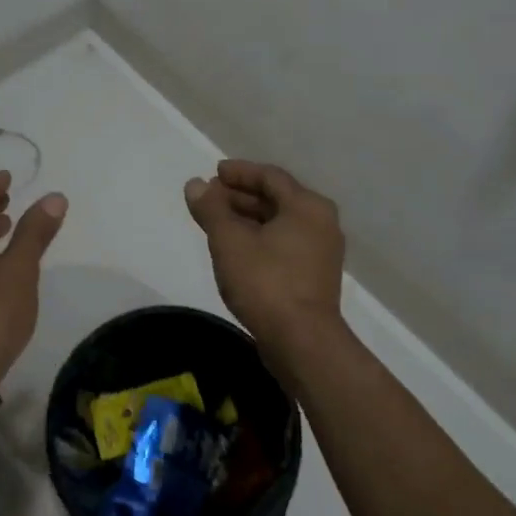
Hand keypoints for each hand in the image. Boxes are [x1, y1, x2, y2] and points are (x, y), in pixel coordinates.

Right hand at [185, 161, 344, 354]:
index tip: (214, 173)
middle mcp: (321, 223)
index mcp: (307, 206)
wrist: (302, 342)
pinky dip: (259, 239)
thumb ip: (211, 209)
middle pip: (276, 199)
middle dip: (240, 196)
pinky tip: (236, 251)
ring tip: (217, 224)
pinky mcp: (314, 277)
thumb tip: (195, 184)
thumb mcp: (229, 241)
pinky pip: (283, 245)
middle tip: (209, 199)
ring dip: (248, 219)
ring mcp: (321, 252)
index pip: (270, 177)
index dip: (239, 172)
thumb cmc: (266, 282)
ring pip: (279, 224)